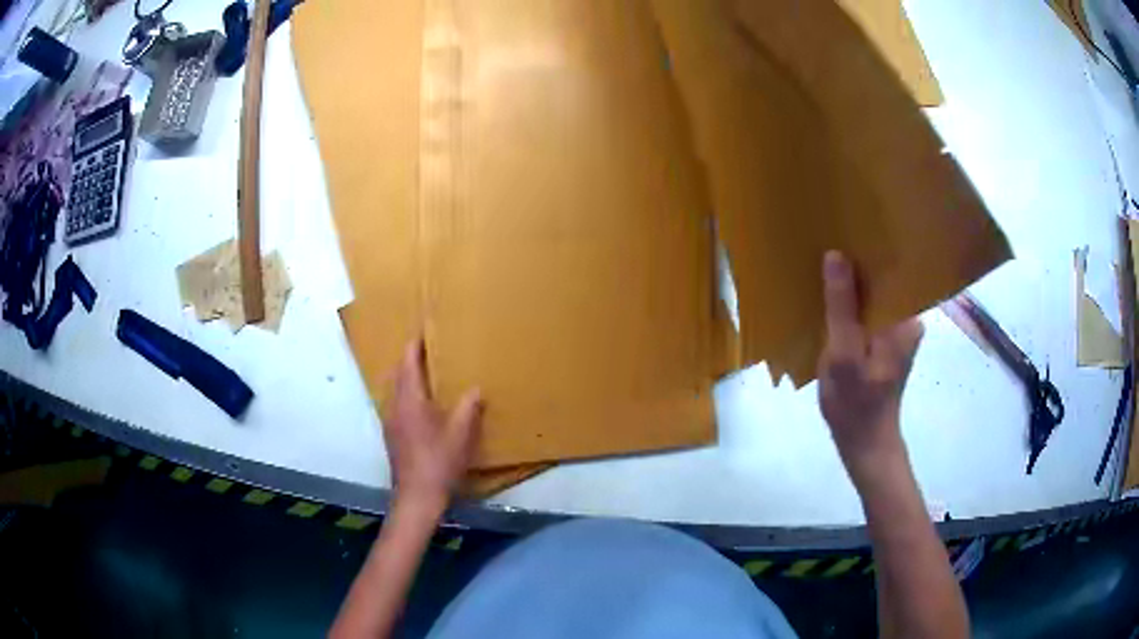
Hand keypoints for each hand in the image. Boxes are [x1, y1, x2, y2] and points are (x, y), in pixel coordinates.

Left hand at [384, 338, 482, 510]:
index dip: (415, 346)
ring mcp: (390, 422)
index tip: (423, 331)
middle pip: (397, 374)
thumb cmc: (439, 462)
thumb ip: (467, 408)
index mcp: (410, 400)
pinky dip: (406, 395)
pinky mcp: (392, 436)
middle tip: (427, 350)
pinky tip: (421, 406)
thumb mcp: (460, 434)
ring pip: (395, 390)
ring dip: (406, 378)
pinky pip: (396, 405)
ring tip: (426, 374)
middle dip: (409, 359)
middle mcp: (395, 406)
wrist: (417, 496)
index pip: (408, 363)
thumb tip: (475, 389)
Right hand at [817, 251, 922, 473]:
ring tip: (826, 265)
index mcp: (906, 318)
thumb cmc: (855, 403)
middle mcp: (908, 319)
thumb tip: (836, 255)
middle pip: (883, 281)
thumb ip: (841, 306)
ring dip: (852, 285)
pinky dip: (851, 306)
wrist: (864, 444)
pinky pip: (868, 313)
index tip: (843, 229)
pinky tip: (831, 300)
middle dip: (857, 266)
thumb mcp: (843, 353)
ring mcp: (897, 330)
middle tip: (827, 244)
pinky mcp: (886, 342)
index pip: (893, 270)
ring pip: (873, 297)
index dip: (869, 250)